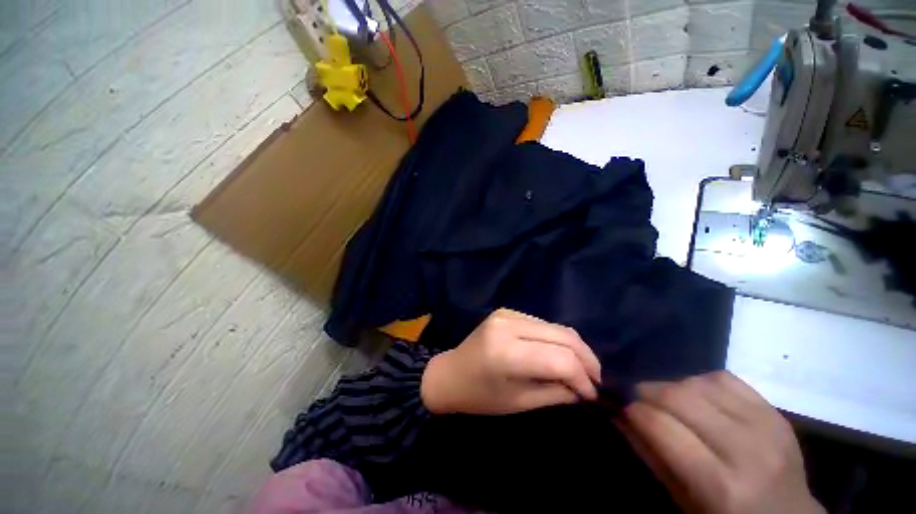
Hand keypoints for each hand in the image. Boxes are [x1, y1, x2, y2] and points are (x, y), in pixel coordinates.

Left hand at [420, 309, 600, 414]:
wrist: (450, 373)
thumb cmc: (480, 396)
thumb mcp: (520, 402)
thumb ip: (556, 392)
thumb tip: (585, 388)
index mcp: (507, 352)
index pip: (560, 359)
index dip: (583, 378)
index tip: (592, 395)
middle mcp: (508, 325)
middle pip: (563, 336)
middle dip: (586, 359)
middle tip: (595, 380)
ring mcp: (507, 313)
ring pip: (556, 327)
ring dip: (574, 348)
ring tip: (582, 369)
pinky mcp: (507, 311)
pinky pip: (542, 323)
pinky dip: (556, 339)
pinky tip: (559, 354)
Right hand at [619, 371, 823, 513]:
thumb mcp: (682, 501)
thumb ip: (651, 455)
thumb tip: (620, 416)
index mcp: (720, 485)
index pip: (661, 426)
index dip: (633, 411)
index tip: (622, 409)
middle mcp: (745, 450)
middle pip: (679, 396)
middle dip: (646, 391)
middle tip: (637, 399)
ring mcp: (766, 426)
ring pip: (699, 382)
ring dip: (672, 386)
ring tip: (668, 400)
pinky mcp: (775, 412)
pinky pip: (726, 379)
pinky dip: (701, 381)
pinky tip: (698, 396)